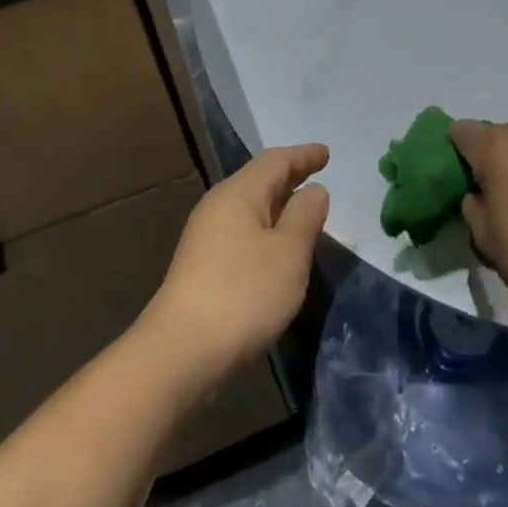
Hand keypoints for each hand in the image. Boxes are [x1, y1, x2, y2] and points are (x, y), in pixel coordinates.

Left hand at [138, 145, 330, 394]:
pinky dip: (265, 228)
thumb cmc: (244, 294)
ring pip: (249, 207)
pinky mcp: (202, 266)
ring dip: (278, 205)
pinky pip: (242, 230)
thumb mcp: (289, 254)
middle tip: (318, 175)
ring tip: (303, 209)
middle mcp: (218, 206)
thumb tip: (314, 190)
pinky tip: (277, 247)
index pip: (276, 161)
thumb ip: (305, 217)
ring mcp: (206, 237)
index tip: (326, 153)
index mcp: (238, 194)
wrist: (181, 353)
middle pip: (259, 180)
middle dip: (290, 176)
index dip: (303, 155)